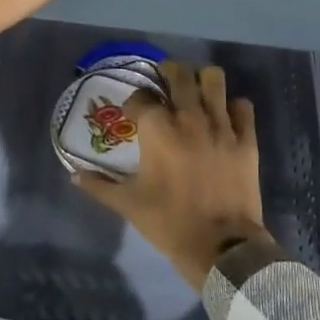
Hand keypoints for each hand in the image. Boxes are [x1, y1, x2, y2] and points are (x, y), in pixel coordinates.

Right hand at [74, 61, 273, 284]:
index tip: (134, 113)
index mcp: (158, 130)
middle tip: (165, 82)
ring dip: (202, 80)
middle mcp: (189, 117)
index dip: (135, 102)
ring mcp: (221, 125)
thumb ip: (99, 185)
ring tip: (196, 90)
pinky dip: (233, 106)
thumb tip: (73, 175)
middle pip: (179, 73)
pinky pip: (243, 106)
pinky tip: (225, 115)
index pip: (141, 97)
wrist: (221, 247)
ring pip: (214, 79)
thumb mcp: (128, 205)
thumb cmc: (169, 223)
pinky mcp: (246, 139)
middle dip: (168, 72)